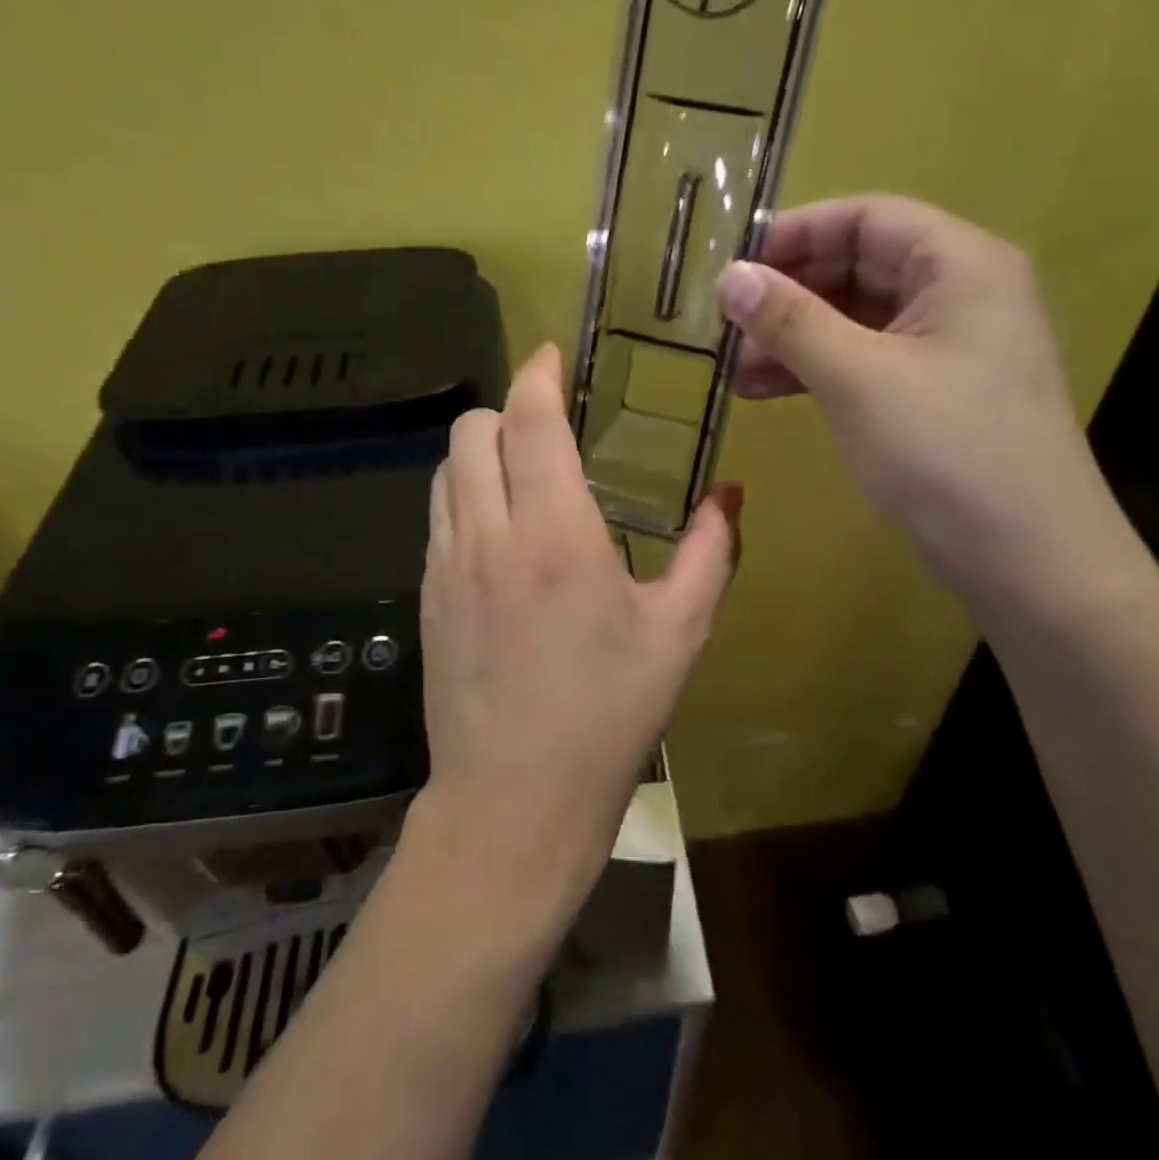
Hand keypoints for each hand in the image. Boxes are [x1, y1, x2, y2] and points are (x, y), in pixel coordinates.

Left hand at [408, 343, 741, 921]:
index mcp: (555, 535)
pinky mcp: (427, 596)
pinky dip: (464, 495)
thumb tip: (731, 494)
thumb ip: (709, 553)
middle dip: (507, 409)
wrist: (511, 803)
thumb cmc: (607, 718)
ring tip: (523, 473)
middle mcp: (488, 535)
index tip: (553, 355)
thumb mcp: (678, 635)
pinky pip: (437, 515)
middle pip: (472, 430)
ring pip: (446, 469)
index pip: (529, 422)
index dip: (538, 375)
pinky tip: (500, 532)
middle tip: (548, 426)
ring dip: (481, 451)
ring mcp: (446, 565)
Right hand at [716, 193, 1121, 602]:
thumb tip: (728, 275)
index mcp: (959, 265)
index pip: (867, 218)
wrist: (1028, 561)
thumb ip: (790, 320)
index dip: (796, 234)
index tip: (734, 267)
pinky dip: (817, 370)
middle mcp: (960, 293)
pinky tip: (765, 390)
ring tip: (733, 368)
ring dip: (794, 337)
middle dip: (789, 293)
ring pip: (856, 319)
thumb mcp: (857, 377)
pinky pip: (866, 361)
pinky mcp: (935, 394)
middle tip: (726, 324)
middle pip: (859, 266)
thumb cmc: (946, 451)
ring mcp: (949, 347)